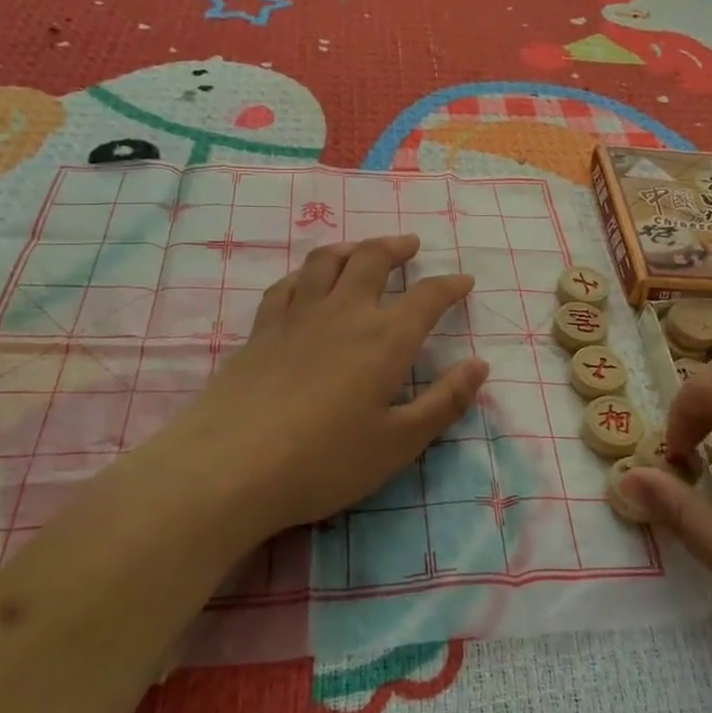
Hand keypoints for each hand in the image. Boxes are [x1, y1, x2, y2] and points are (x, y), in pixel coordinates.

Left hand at [155, 234, 487, 547]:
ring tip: (362, 249)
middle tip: (411, 245)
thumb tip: (479, 365)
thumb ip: (444, 402)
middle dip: (397, 247)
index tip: (464, 281)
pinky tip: (306, 281)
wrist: (231, 467)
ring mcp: (298, 316)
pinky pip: (286, 284)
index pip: (428, 297)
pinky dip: (304, 273)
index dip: (450, 285)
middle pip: (372, 259)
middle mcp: (344, 312)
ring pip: (326, 260)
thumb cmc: (325, 460)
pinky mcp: (261, 329)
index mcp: (385, 338)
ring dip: (351, 247)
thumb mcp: (399, 443)